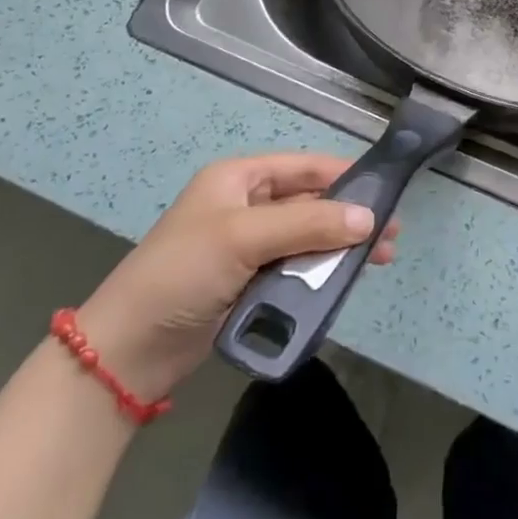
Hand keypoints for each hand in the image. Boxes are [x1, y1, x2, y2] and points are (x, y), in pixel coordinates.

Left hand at [75, 153, 397, 397]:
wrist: (127, 352)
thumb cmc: (183, 273)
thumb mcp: (245, 238)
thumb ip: (308, 225)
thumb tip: (368, 218)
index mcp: (239, 179)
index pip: (305, 167)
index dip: (346, 176)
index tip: (387, 192)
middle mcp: (246, 206)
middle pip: (310, 203)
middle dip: (349, 217)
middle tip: (390, 236)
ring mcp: (247, 247)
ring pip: (307, 238)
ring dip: (339, 248)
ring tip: (379, 261)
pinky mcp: (248, 283)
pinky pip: (295, 269)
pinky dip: (320, 274)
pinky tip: (345, 282)